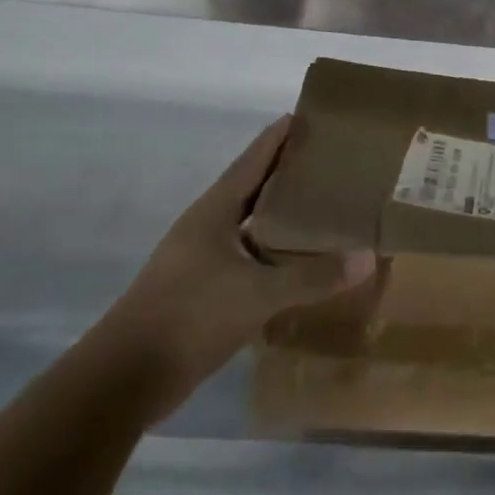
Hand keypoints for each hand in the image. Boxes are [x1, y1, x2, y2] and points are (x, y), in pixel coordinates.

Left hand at [91, 116, 375, 423]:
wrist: (126, 377)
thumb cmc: (189, 316)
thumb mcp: (257, 294)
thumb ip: (314, 277)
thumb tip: (368, 258)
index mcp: (215, 210)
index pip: (254, 158)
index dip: (282, 135)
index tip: (314, 117)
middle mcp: (209, 226)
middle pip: (256, 187)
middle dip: (292, 173)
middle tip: (336, 163)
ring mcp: (204, 258)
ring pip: (254, 224)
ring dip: (285, 215)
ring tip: (328, 207)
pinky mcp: (205, 288)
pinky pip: (251, 257)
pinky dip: (277, 252)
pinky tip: (303, 260)